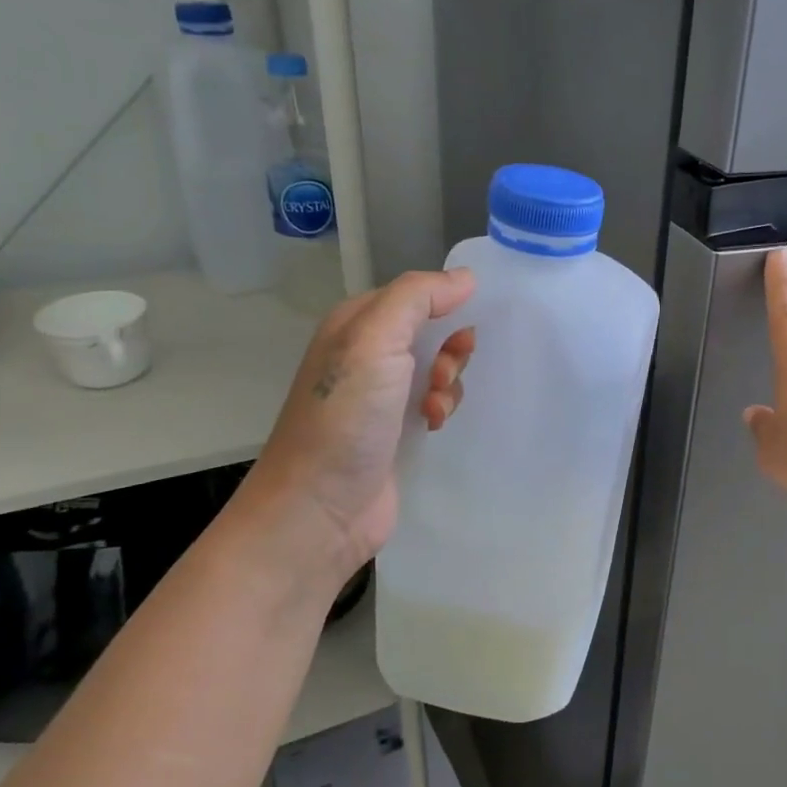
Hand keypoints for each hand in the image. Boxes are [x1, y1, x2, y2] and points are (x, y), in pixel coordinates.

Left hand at [245, 269, 476, 572]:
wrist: (320, 508)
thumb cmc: (345, 417)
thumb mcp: (375, 341)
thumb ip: (418, 298)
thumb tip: (466, 278)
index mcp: (357, 324)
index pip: (416, 295)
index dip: (447, 306)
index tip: (466, 329)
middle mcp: (367, 355)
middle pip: (432, 332)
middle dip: (451, 349)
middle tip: (443, 374)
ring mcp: (381, 396)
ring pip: (439, 370)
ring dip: (450, 384)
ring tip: (436, 408)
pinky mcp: (396, 431)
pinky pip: (435, 404)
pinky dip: (443, 410)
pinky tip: (434, 426)